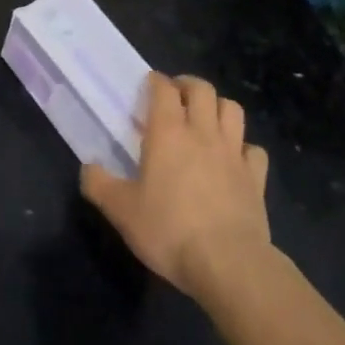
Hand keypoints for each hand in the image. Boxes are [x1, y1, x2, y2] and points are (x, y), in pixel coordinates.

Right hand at [81, 73, 271, 301]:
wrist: (228, 263)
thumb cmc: (168, 230)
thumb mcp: (121, 211)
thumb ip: (99, 185)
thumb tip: (88, 168)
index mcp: (168, 133)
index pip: (163, 89)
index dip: (156, 81)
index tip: (148, 85)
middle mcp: (203, 133)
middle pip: (203, 90)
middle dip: (188, 85)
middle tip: (176, 96)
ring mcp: (234, 153)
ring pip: (233, 110)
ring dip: (218, 107)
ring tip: (206, 118)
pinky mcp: (256, 178)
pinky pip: (254, 149)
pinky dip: (244, 147)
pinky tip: (234, 158)